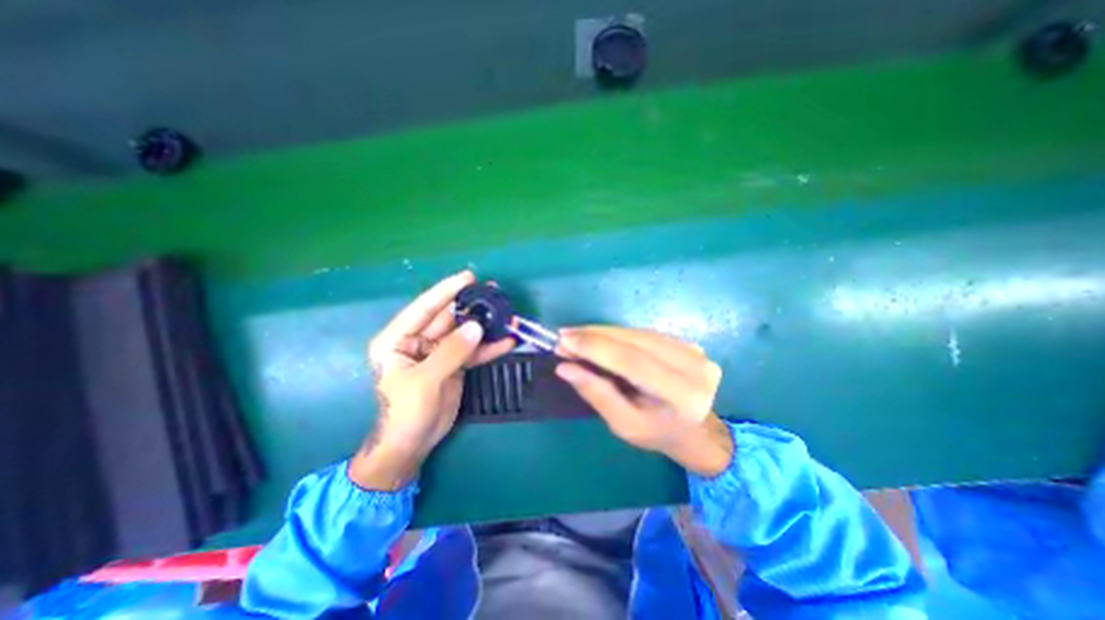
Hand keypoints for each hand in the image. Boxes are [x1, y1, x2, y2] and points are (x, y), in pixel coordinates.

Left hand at [350, 272, 513, 489]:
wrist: (412, 444)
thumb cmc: (405, 412)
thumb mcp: (424, 380)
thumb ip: (450, 352)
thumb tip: (476, 327)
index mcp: (398, 339)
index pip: (424, 308)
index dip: (446, 291)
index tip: (468, 277)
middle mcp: (418, 341)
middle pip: (448, 317)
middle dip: (471, 306)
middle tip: (494, 292)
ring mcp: (439, 352)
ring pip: (464, 333)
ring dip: (484, 325)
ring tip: (506, 314)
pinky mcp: (454, 364)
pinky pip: (473, 351)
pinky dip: (489, 347)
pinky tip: (507, 341)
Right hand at [551, 326, 730, 477]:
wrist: (694, 430)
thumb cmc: (656, 433)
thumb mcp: (623, 424)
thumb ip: (596, 393)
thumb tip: (564, 367)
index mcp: (683, 396)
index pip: (633, 361)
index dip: (596, 347)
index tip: (563, 340)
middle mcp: (695, 367)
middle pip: (635, 341)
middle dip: (595, 336)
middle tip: (564, 335)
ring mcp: (695, 351)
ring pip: (637, 333)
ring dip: (603, 332)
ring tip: (576, 335)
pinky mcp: (688, 343)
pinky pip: (644, 333)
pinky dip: (618, 334)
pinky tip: (599, 337)